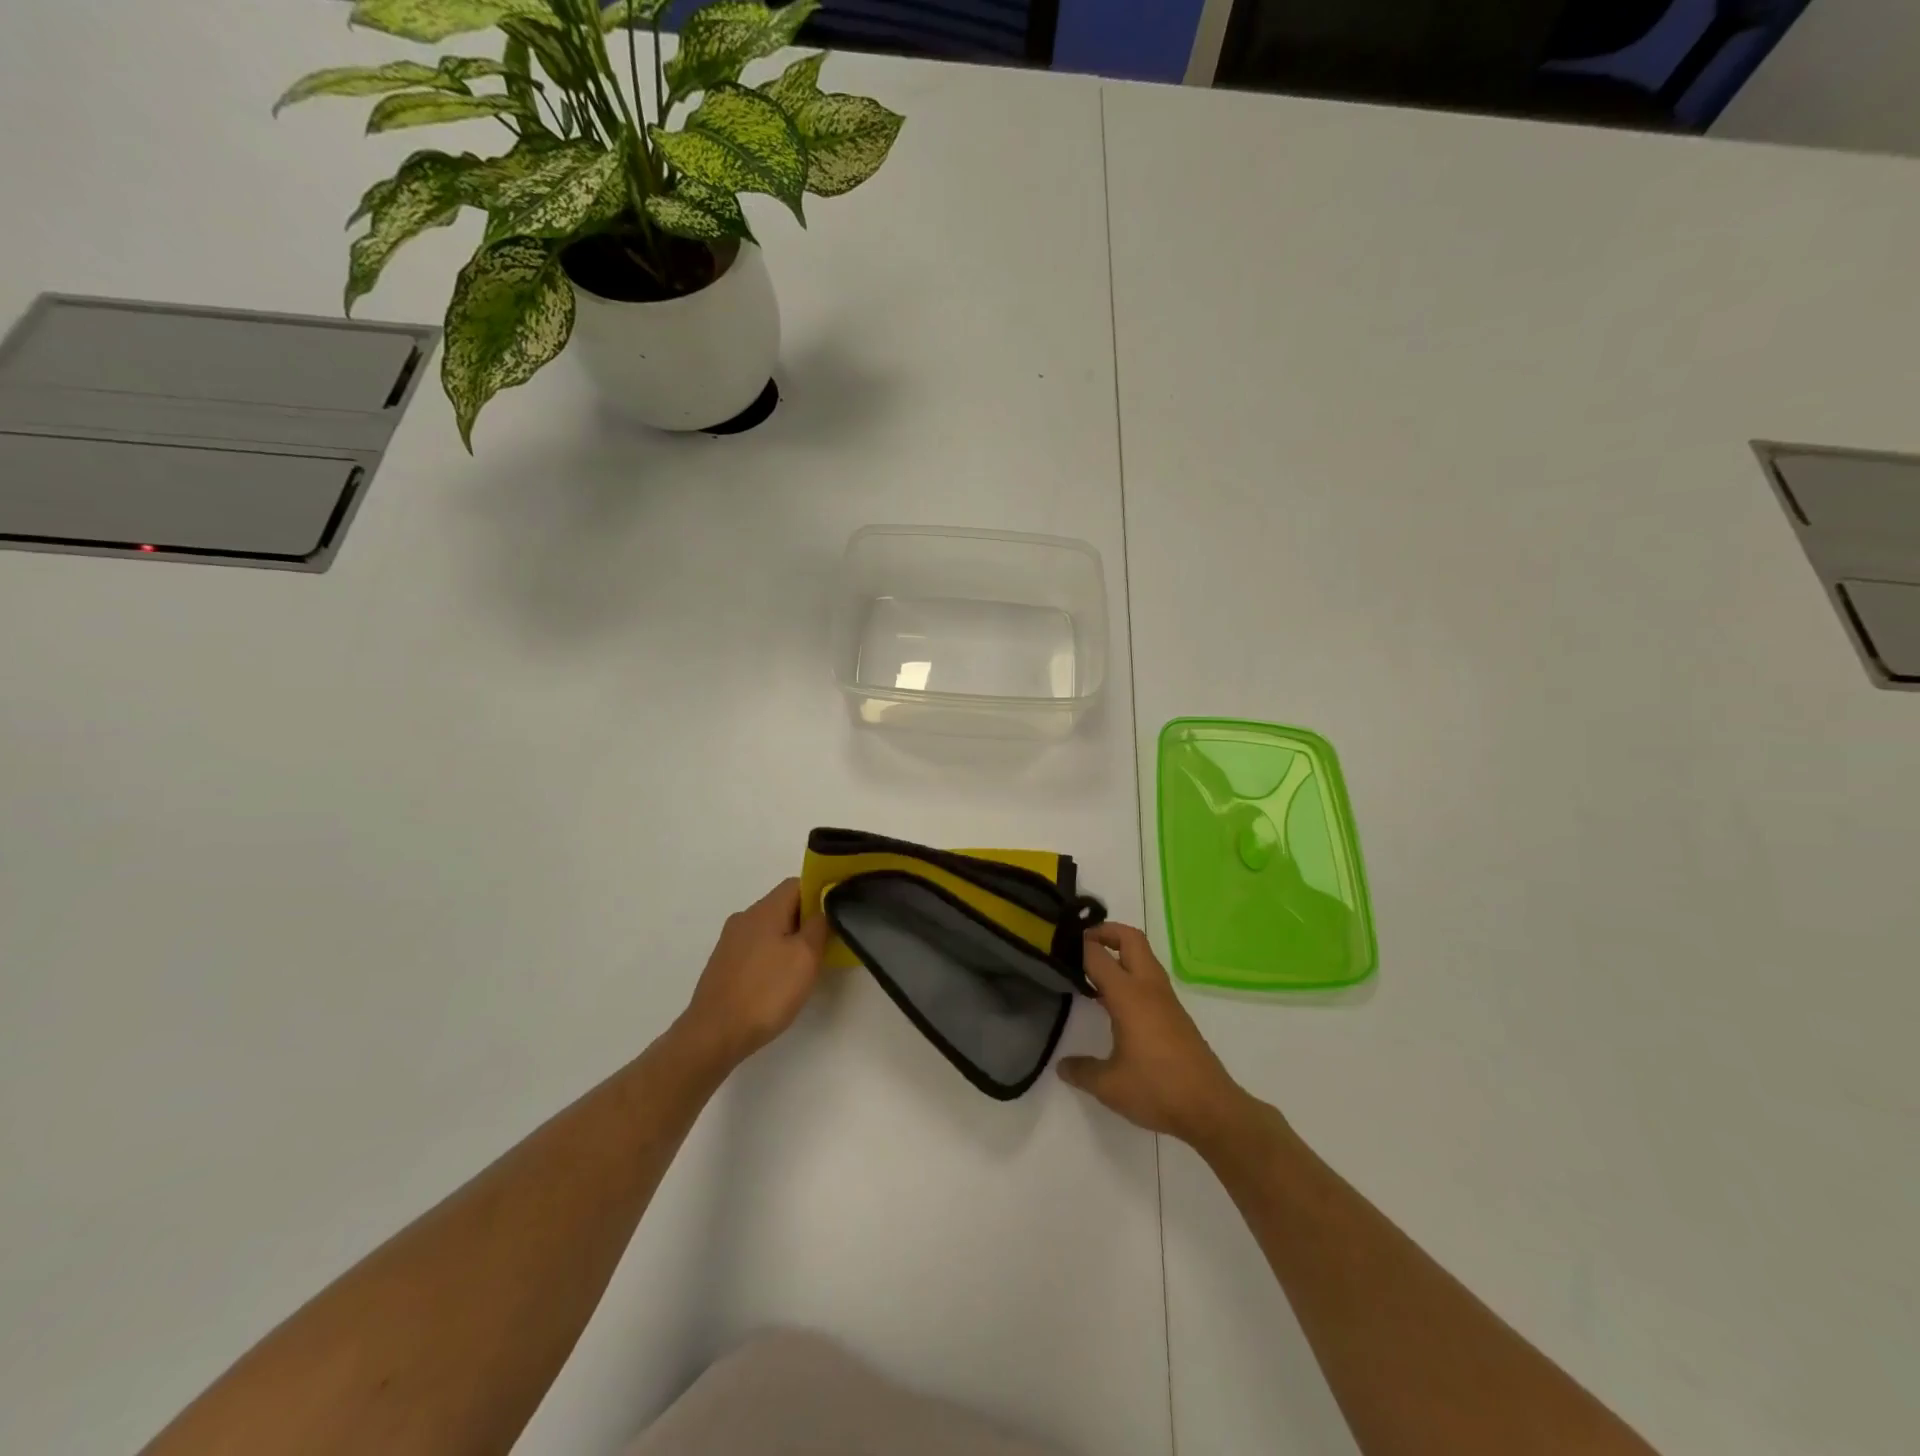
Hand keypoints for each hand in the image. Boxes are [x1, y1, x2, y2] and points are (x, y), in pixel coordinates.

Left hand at [676, 879, 830, 1073]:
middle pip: (782, 906)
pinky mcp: (723, 964)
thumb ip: (818, 926)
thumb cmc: (767, 992)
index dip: (820, 893)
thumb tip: (821, 909)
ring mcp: (730, 942)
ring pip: (769, 929)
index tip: (835, 916)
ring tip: (804, 968)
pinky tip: (778, 983)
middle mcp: (744, 918)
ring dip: (789, 940)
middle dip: (806, 921)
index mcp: (764, 910)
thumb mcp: (806, 957)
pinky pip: (755, 948)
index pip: (797, 883)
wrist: (714, 1034)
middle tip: (825, 946)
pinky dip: (772, 956)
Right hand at [1058, 923, 1255, 1147]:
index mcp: (1128, 995)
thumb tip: (1062, 1066)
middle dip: (1105, 932)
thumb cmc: (1157, 1089)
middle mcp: (1148, 988)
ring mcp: (1165, 999)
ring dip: (1120, 952)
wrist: (1211, 1108)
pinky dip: (1130, 973)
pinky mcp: (1175, 1013)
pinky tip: (1114, 1000)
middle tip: (1080, 944)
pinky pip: (1149, 977)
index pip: (1098, 955)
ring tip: (1093, 970)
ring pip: (1143, 956)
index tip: (1057, 944)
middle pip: (1130, 939)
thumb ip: (1082, 1071)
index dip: (1077, 945)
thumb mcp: (1110, 1086)